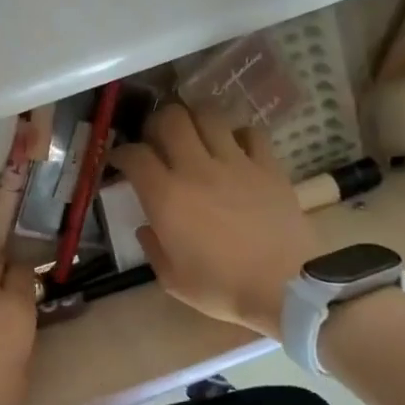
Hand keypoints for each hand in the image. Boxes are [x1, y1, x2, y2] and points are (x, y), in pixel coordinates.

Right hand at [107, 104, 322, 338]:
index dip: (122, 153)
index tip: (121, 161)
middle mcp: (196, 169)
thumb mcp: (172, 279)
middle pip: (171, 119)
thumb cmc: (221, 288)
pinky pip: (250, 132)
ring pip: (209, 116)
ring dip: (195, 120)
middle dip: (156, 124)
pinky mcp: (268, 166)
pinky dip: (237, 135)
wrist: (284, 288)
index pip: (134, 155)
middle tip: (157, 139)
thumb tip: (147, 226)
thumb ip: (153, 247)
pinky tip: (234, 149)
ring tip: (194, 135)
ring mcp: (236, 163)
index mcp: (166, 197)